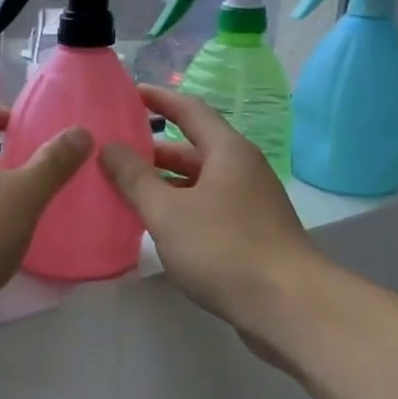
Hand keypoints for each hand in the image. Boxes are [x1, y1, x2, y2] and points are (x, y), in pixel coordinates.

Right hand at [98, 86, 321, 336]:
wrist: (288, 306)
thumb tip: (109, 147)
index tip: (129, 92)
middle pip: (194, 148)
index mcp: (228, 151)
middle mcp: (242, 169)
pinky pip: (208, 207)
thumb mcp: (168, 211)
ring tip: (125, 188)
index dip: (159, 98)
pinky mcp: (252, 233)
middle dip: (154, 148)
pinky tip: (157, 225)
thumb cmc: (224, 248)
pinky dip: (180, 207)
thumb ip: (134, 178)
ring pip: (199, 182)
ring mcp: (250, 203)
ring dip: (165, 182)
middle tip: (114, 151)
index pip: (190, 110)